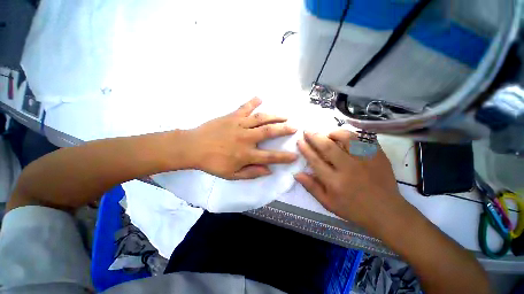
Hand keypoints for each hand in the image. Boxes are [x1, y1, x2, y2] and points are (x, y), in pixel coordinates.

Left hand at [188, 97, 297, 179]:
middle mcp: (246, 138)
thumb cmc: (212, 163)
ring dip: (275, 116)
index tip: (295, 155)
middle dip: (284, 129)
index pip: (270, 156)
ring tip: (285, 115)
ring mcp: (239, 125)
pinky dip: (253, 102)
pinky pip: (245, 107)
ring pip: (261, 118)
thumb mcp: (231, 175)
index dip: (284, 157)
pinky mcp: (232, 116)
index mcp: (246, 154)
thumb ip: (251, 173)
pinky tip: (260, 97)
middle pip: (270, 132)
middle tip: (294, 127)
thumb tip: (268, 171)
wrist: (193, 147)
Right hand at [294, 130, 409, 229]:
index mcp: (335, 182)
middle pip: (328, 147)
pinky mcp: (378, 156)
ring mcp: (365, 161)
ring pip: (347, 138)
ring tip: (328, 134)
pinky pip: (364, 139)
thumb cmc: (353, 209)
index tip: (299, 140)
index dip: (305, 149)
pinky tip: (347, 137)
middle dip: (314, 136)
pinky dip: (353, 135)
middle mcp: (349, 169)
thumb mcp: (328, 203)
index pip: (315, 160)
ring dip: (334, 133)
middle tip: (307, 130)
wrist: (386, 212)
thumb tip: (296, 174)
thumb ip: (311, 187)